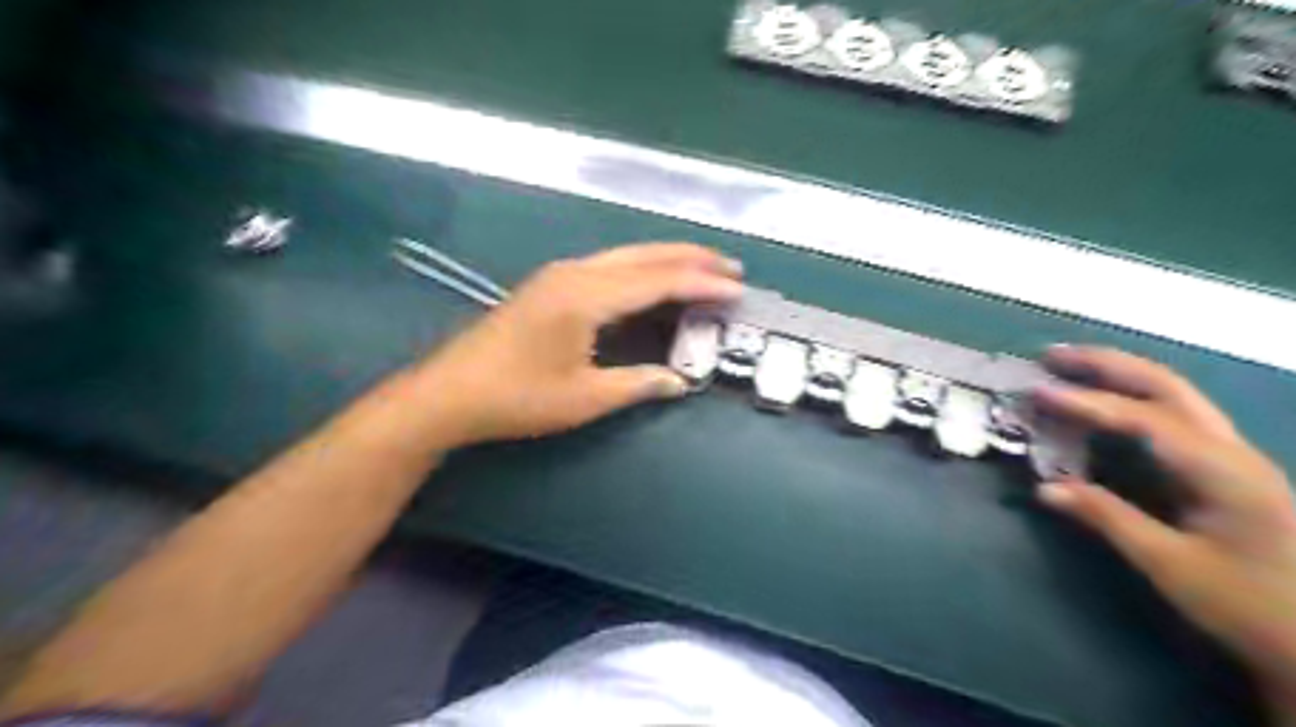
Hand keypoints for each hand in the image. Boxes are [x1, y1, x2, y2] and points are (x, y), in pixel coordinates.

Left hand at [408, 244, 745, 447]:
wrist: (450, 393)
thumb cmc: (517, 398)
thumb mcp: (584, 398)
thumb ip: (637, 384)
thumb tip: (680, 382)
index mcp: (587, 296)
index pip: (658, 281)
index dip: (701, 285)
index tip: (737, 291)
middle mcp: (576, 273)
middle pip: (645, 256)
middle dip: (691, 259)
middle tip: (731, 268)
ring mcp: (560, 274)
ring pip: (626, 255)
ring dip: (667, 259)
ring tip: (703, 268)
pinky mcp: (550, 284)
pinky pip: (609, 265)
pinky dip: (642, 268)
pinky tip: (653, 279)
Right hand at [1040, 347, 1295, 719]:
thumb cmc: (1249, 605)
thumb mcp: (1171, 565)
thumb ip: (1107, 519)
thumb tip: (1045, 488)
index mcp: (1222, 470)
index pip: (1144, 418)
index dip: (1087, 403)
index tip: (1038, 392)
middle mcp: (1231, 450)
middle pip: (1167, 386)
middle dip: (1108, 365)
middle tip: (1052, 356)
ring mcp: (1232, 456)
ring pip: (1174, 395)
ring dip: (1120, 375)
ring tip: (1070, 366)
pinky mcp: (1224, 469)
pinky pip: (1172, 416)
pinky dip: (1132, 398)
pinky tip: (1104, 403)